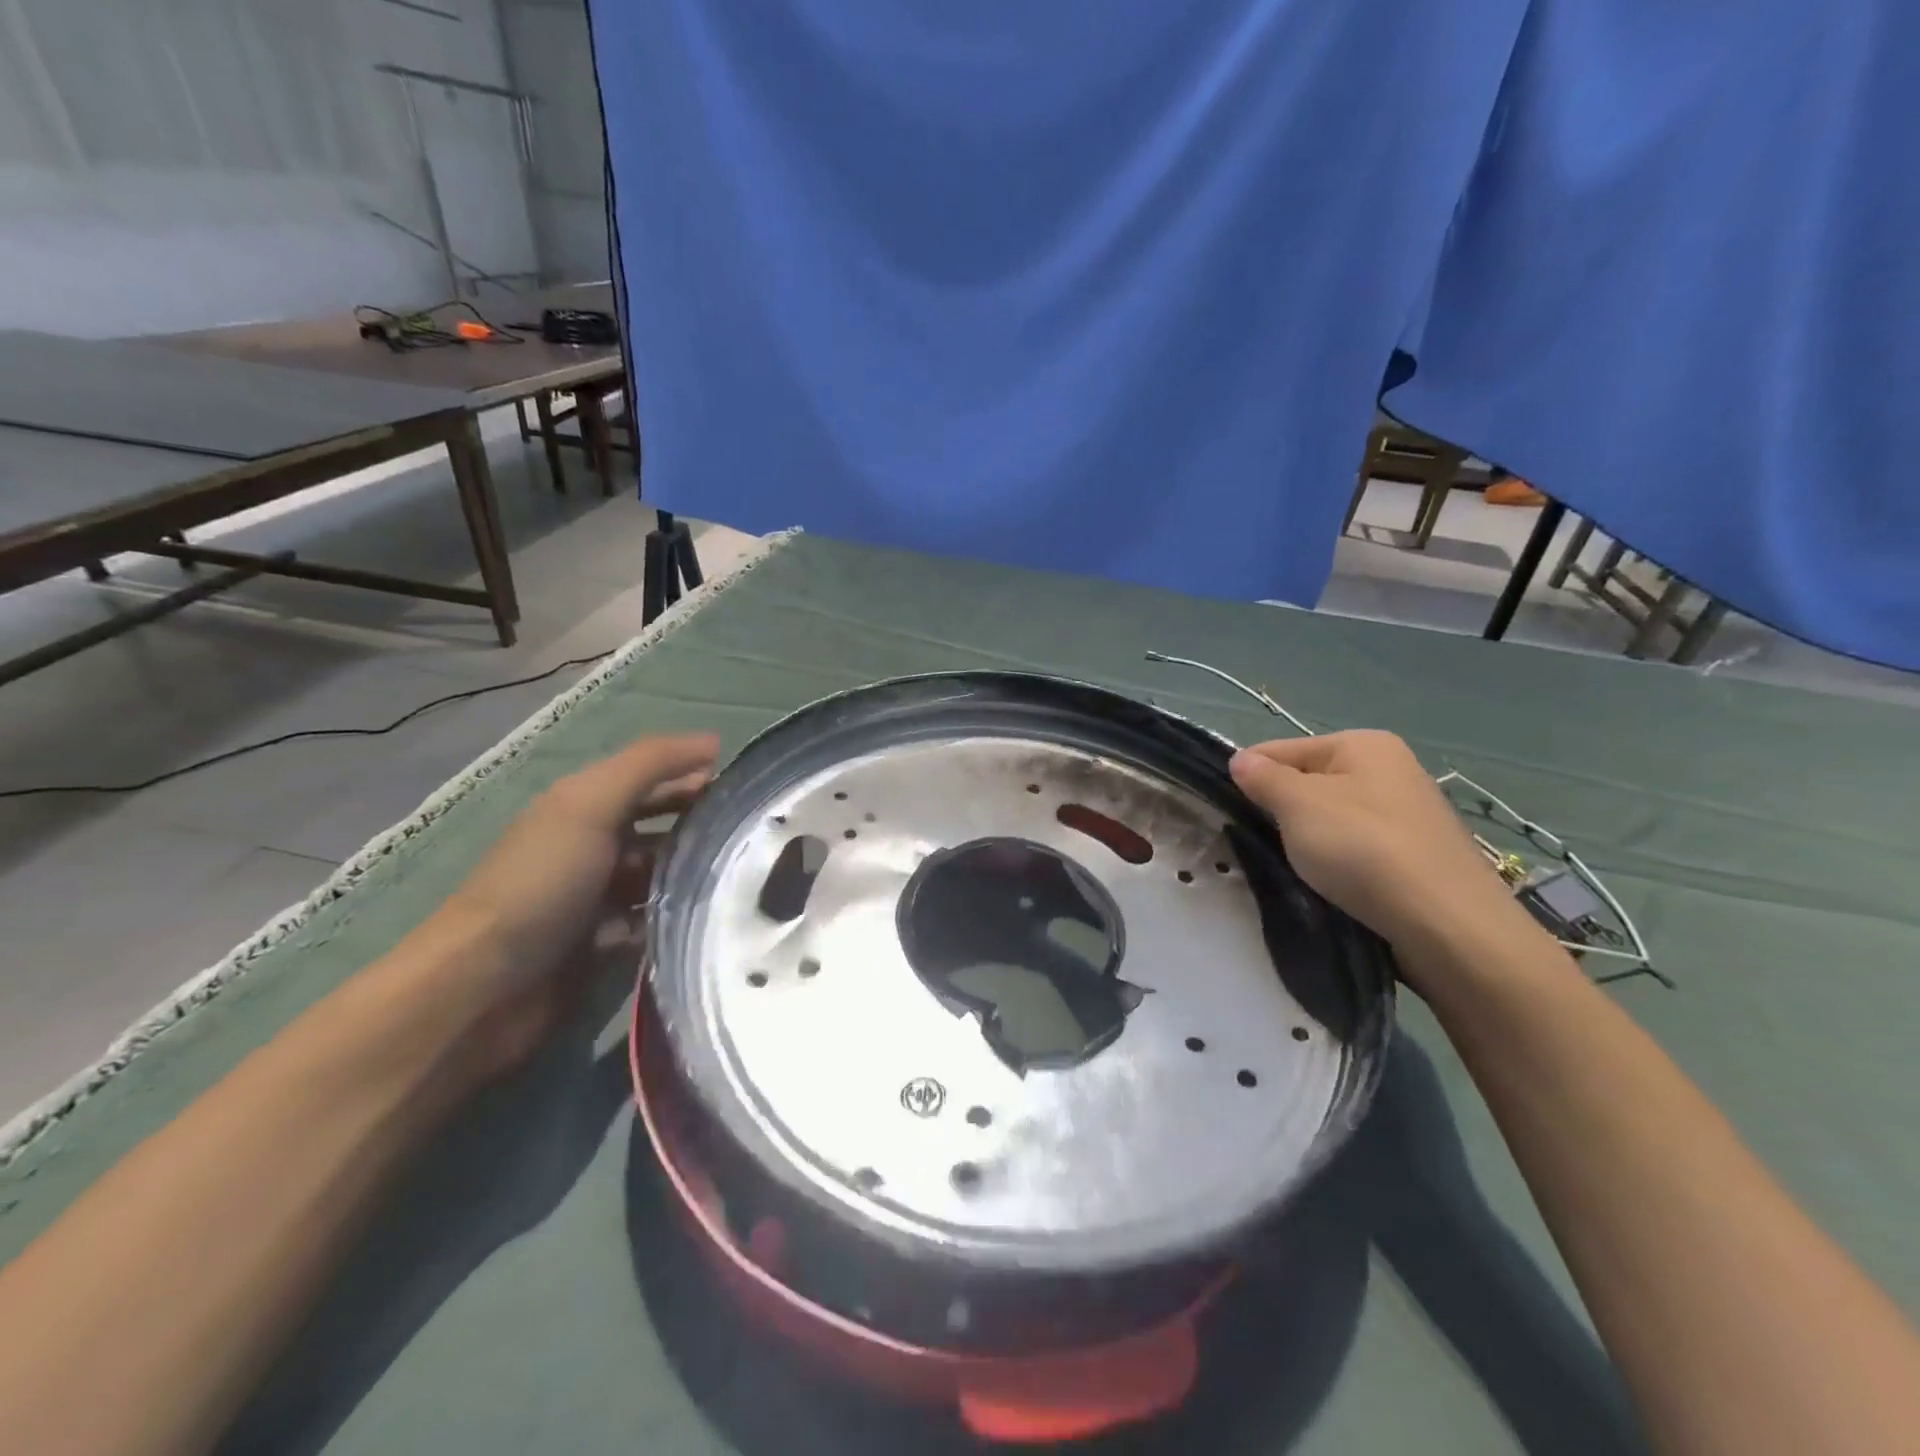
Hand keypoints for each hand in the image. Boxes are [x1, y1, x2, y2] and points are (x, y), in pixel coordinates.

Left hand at [417, 732, 719, 1078]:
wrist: (486, 985)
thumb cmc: (541, 882)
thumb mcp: (591, 805)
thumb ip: (650, 765)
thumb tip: (713, 741)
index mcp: (585, 805)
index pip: (652, 778)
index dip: (694, 775)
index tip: (747, 788)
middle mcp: (594, 844)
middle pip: (661, 824)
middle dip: (701, 824)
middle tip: (752, 835)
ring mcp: (599, 895)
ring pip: (662, 873)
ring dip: (694, 873)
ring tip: (743, 877)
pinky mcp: (606, 941)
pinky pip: (654, 919)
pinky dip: (676, 916)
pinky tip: (710, 917)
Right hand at [1229, 730, 1535, 978]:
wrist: (1450, 927)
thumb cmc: (1364, 850)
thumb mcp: (1299, 806)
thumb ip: (1263, 779)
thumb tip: (1239, 759)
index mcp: (1363, 744)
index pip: (1281, 749)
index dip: (1249, 777)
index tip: (1227, 813)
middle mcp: (1390, 769)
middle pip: (1308, 783)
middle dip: (1280, 811)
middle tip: (1258, 844)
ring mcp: (1408, 814)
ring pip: (1332, 818)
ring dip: (1308, 840)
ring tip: (1293, 869)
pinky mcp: (1417, 856)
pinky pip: (1358, 848)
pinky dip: (1338, 862)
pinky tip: (1329, 885)